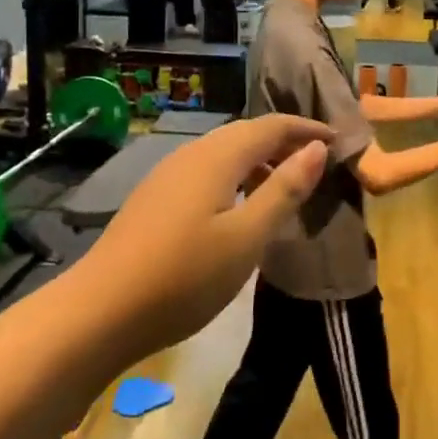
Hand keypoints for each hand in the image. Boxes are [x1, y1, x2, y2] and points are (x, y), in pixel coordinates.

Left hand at [81, 115, 332, 358]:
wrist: (98, 312)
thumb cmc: (184, 276)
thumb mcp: (247, 237)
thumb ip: (285, 190)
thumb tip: (316, 149)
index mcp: (218, 156)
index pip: (272, 125)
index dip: (307, 129)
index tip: (339, 141)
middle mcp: (192, 154)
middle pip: (246, 134)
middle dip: (284, 143)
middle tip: (316, 164)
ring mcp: (168, 175)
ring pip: (224, 153)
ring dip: (258, 162)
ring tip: (283, 189)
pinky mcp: (154, 198)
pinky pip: (206, 172)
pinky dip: (235, 178)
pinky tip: (238, 210)